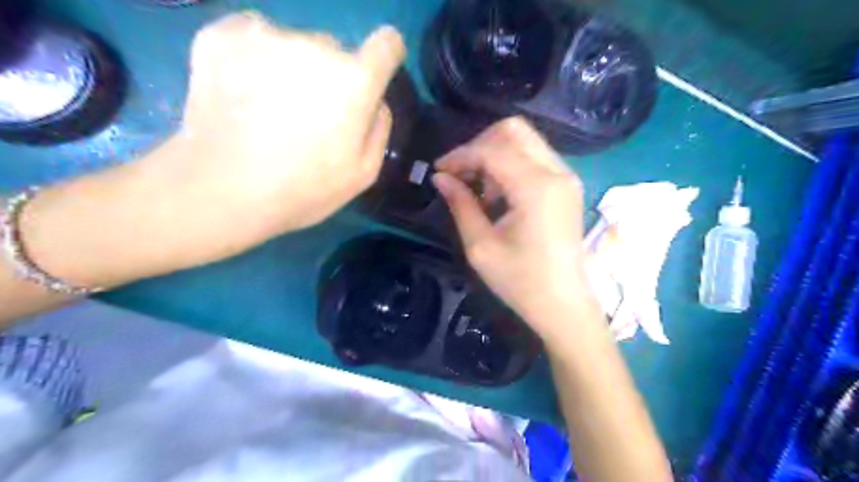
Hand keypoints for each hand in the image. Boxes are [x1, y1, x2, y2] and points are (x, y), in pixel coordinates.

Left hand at [133, 13, 407, 262]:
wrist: (222, 190)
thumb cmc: (303, 188)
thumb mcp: (363, 174)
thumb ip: (379, 128)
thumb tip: (375, 101)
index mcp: (355, 81)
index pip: (386, 44)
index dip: (386, 56)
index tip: (374, 73)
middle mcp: (316, 45)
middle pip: (335, 51)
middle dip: (331, 78)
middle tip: (309, 116)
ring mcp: (266, 36)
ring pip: (293, 45)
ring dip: (291, 68)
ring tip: (269, 109)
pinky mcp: (221, 35)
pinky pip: (253, 36)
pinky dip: (253, 58)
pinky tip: (242, 91)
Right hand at [437, 118, 598, 335]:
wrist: (563, 304)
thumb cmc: (521, 282)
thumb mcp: (481, 246)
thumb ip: (460, 205)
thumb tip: (440, 178)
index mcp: (536, 188)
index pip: (492, 150)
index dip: (461, 155)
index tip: (439, 170)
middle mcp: (557, 172)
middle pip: (514, 130)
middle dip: (479, 145)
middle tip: (460, 173)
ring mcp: (566, 177)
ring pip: (525, 140)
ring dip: (495, 154)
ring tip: (478, 188)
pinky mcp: (567, 186)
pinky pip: (535, 157)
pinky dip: (511, 164)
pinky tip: (498, 193)